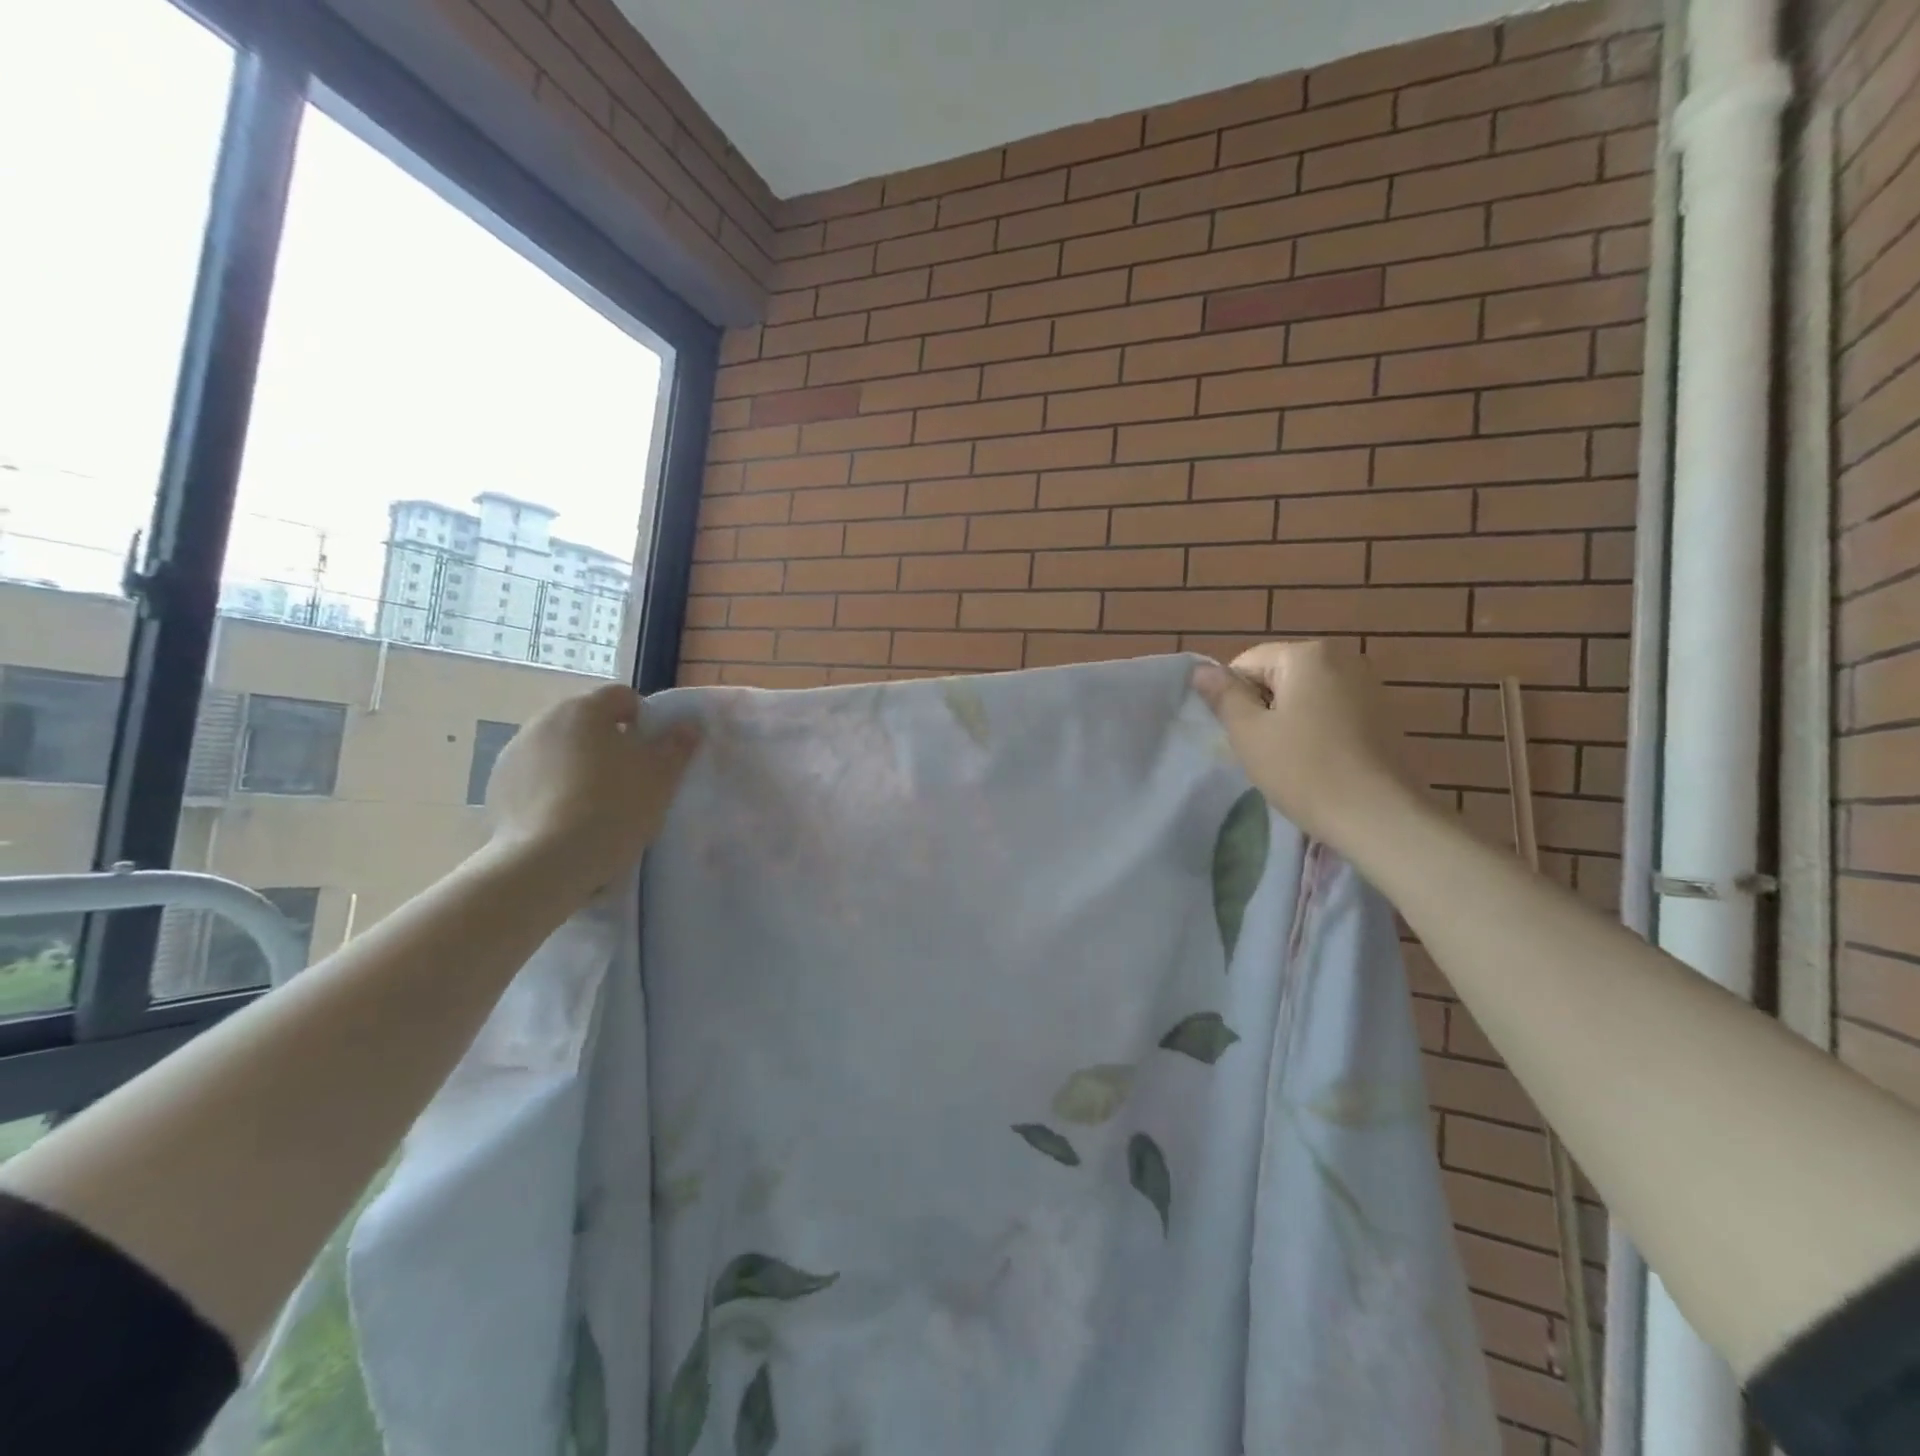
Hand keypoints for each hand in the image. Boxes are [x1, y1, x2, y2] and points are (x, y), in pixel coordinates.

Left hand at [484, 684, 698, 895]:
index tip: (653, 753)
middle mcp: (544, 720)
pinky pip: (535, 778)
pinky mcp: (497, 787)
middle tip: (628, 780)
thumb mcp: (661, 777)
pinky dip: (551, 789)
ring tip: (595, 804)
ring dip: (578, 765)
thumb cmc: (613, 808)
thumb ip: (677, 745)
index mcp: (585, 709)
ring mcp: (515, 753)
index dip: (644, 720)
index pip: (622, 697)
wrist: (547, 861)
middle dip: (608, 743)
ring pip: (559, 749)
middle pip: (587, 722)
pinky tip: (566, 819)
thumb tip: (687, 726)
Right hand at [1193, 642, 1424, 846]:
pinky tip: (1316, 761)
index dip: (1233, 698)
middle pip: (1278, 675)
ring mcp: (1367, 684)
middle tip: (1260, 750)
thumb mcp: (1249, 733)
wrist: (1379, 816)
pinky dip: (1315, 729)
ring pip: (1304, 695)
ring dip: (1288, 720)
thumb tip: (1200, 670)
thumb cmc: (1304, 770)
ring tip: (1288, 759)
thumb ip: (1223, 695)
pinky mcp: (1382, 712)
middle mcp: (1342, 657)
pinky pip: (1330, 710)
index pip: (1246, 663)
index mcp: (1307, 654)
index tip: (1240, 735)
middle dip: (1262, 707)